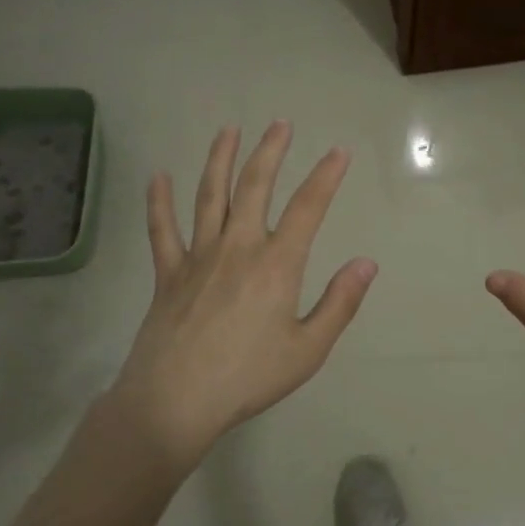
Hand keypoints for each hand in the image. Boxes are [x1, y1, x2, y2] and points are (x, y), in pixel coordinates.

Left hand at [107, 122, 377, 469]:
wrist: (175, 401)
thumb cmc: (248, 378)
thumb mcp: (308, 349)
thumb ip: (339, 303)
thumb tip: (366, 263)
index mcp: (276, 264)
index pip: (308, 208)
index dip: (326, 176)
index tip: (338, 152)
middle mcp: (237, 247)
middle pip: (254, 187)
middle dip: (270, 152)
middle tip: (280, 124)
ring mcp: (198, 256)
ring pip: (209, 196)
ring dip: (220, 159)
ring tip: (228, 131)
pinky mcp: (167, 273)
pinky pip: (162, 229)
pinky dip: (159, 202)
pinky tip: (158, 177)